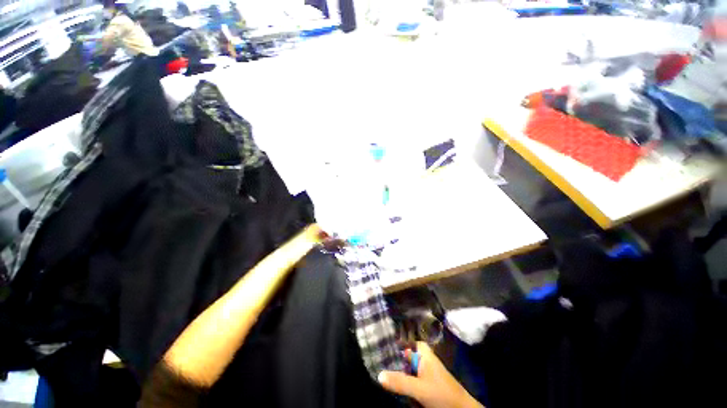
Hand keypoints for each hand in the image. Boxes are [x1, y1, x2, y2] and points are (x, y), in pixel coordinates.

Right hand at [378, 342, 483, 407]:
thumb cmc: (441, 393)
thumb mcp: (419, 388)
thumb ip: (400, 382)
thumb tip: (379, 374)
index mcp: (424, 355)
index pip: (409, 342)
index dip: (398, 342)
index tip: (383, 343)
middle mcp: (425, 360)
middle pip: (407, 355)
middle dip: (394, 358)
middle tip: (378, 358)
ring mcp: (426, 373)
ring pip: (408, 368)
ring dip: (398, 370)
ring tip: (381, 370)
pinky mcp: (426, 384)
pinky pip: (411, 378)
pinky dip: (404, 379)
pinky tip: (394, 383)